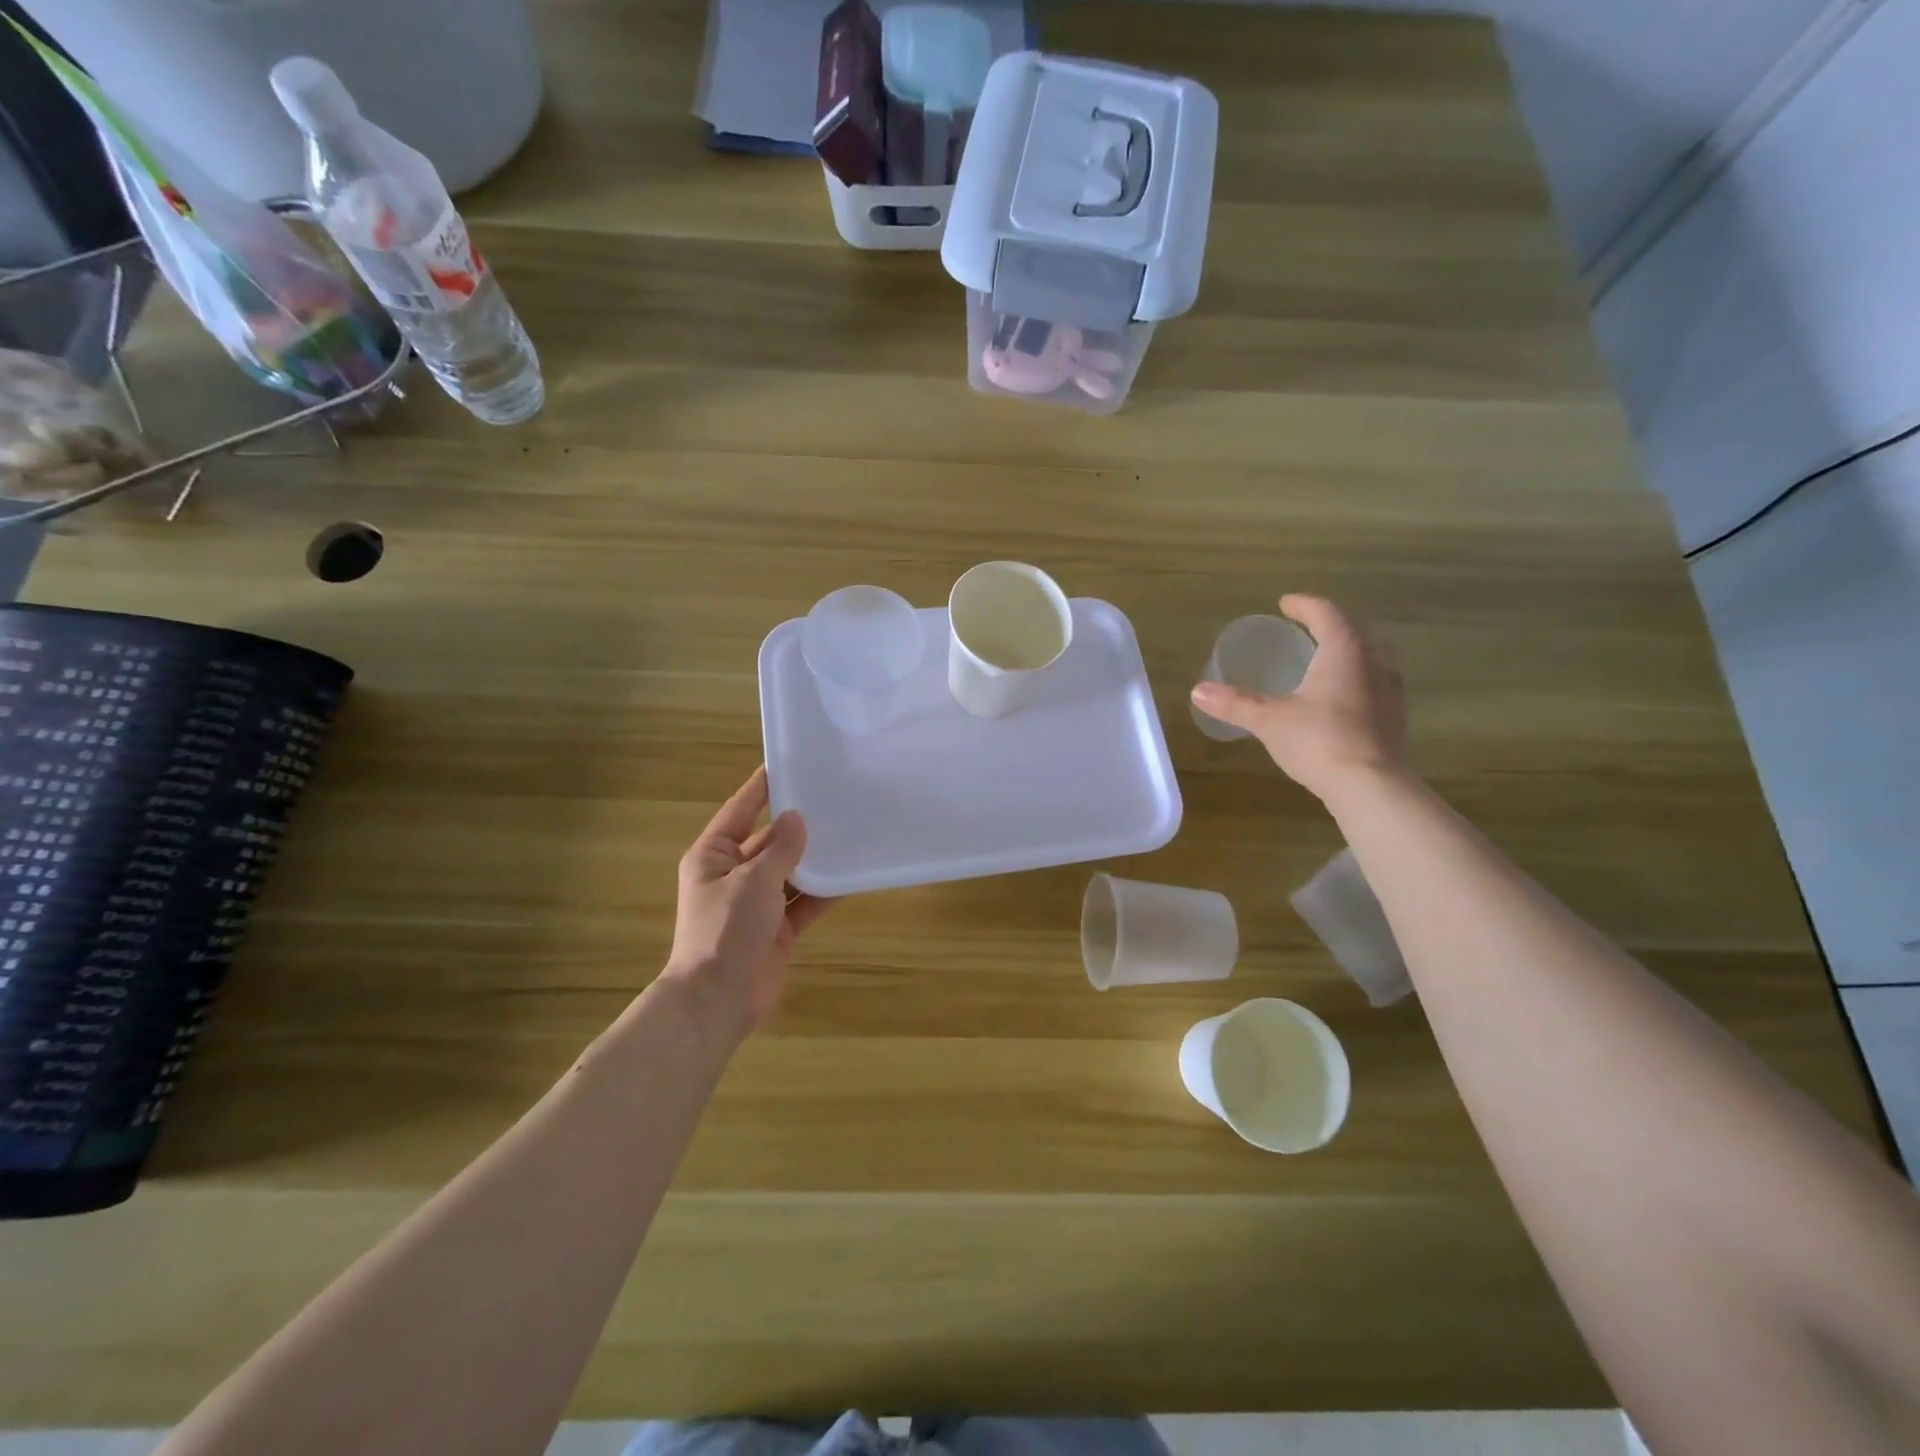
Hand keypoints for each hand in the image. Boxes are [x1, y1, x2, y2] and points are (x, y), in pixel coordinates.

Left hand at [665, 767, 832, 1041]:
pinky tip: (852, 876)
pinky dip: (824, 892)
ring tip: (851, 831)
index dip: (762, 787)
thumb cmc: (725, 930)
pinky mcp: (776, 929)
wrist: (718, 1001)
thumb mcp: (753, 881)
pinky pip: (803, 902)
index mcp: (714, 856)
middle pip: (769, 840)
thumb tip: (797, 818)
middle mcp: (733, 875)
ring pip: (790, 871)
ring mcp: (756, 904)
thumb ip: (780, 849)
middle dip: (798, 825)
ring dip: (815, 858)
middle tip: (834, 798)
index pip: (740, 810)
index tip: (788, 763)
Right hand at [1190, 594, 1409, 803]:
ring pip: (1367, 658)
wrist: (1371, 787)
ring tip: (1319, 661)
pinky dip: (1353, 680)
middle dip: (1327, 626)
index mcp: (1345, 651)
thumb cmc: (1319, 740)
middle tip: (1302, 629)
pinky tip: (1337, 699)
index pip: (1326, 613)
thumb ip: (1236, 703)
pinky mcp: (1395, 718)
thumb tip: (1198, 691)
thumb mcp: (1269, 720)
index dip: (1304, 605)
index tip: (1285, 604)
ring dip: (1344, 653)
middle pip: (1352, 631)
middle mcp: (1374, 662)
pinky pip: (1372, 684)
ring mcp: (1390, 691)